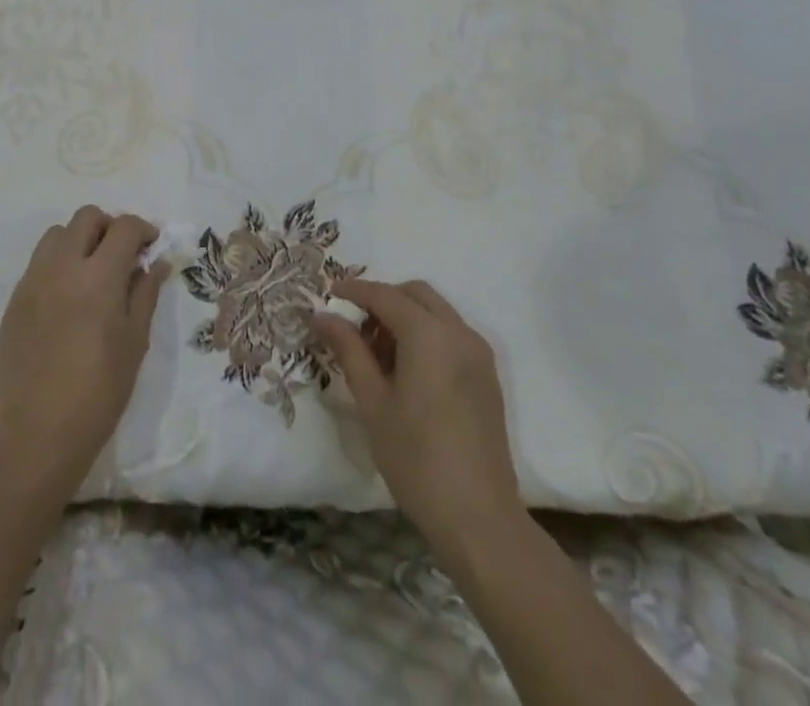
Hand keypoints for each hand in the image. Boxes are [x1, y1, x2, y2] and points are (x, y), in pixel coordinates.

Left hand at [0, 207, 169, 499]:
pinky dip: (58, 264)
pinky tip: (68, 298)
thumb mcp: (135, 342)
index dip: (143, 230)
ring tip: (92, 272)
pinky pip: (38, 262)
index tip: (151, 247)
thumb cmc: (99, 391)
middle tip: (122, 256)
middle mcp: (62, 266)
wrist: (38, 432)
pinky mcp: (15, 299)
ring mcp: (33, 280)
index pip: (124, 227)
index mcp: (98, 276)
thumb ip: (145, 293)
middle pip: (87, 217)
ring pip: (57, 234)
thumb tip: (157, 263)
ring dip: (79, 240)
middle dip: (110, 227)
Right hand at [311, 278, 523, 569]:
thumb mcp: (372, 402)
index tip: (328, 293)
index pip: (384, 295)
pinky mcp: (487, 376)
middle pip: (416, 294)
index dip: (354, 290)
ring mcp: (478, 353)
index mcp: (429, 334)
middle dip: (383, 299)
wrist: (479, 519)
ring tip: (378, 354)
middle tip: (355, 327)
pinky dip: (427, 334)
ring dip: (406, 316)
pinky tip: (408, 371)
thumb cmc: (416, 458)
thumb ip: (348, 350)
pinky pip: (452, 334)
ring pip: (436, 312)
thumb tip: (322, 315)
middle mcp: (458, 332)